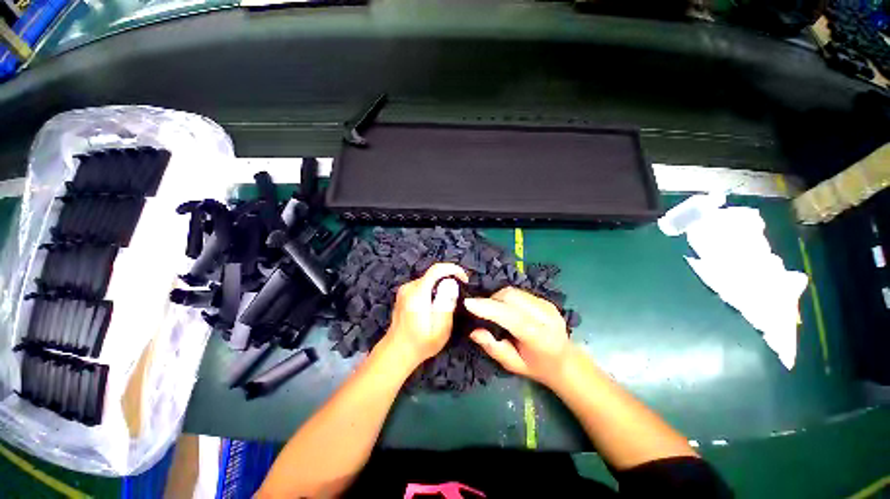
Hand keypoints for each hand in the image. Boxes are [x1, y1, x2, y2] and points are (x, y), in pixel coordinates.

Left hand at [383, 263, 468, 366]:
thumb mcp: (440, 327)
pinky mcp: (404, 295)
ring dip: (441, 287)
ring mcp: (405, 291)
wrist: (397, 353)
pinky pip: (423, 286)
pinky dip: (433, 291)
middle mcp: (409, 287)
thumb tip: (451, 283)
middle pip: (433, 274)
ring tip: (448, 304)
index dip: (453, 269)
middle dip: (449, 281)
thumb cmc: (421, 343)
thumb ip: (446, 303)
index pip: (436, 269)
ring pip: (428, 280)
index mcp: (417, 293)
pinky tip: (435, 307)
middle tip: (458, 297)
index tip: (465, 279)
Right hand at [465, 287, 571, 386]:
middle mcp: (547, 317)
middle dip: (491, 300)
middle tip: (480, 311)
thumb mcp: (513, 365)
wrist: (565, 360)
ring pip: (513, 291)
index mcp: (541, 338)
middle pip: (512, 297)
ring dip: (497, 297)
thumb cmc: (537, 367)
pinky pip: (518, 292)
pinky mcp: (544, 299)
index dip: (489, 308)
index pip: (513, 318)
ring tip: (492, 311)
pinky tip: (504, 308)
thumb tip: (474, 331)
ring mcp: (547, 305)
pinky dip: (505, 297)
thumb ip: (493, 348)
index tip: (468, 303)